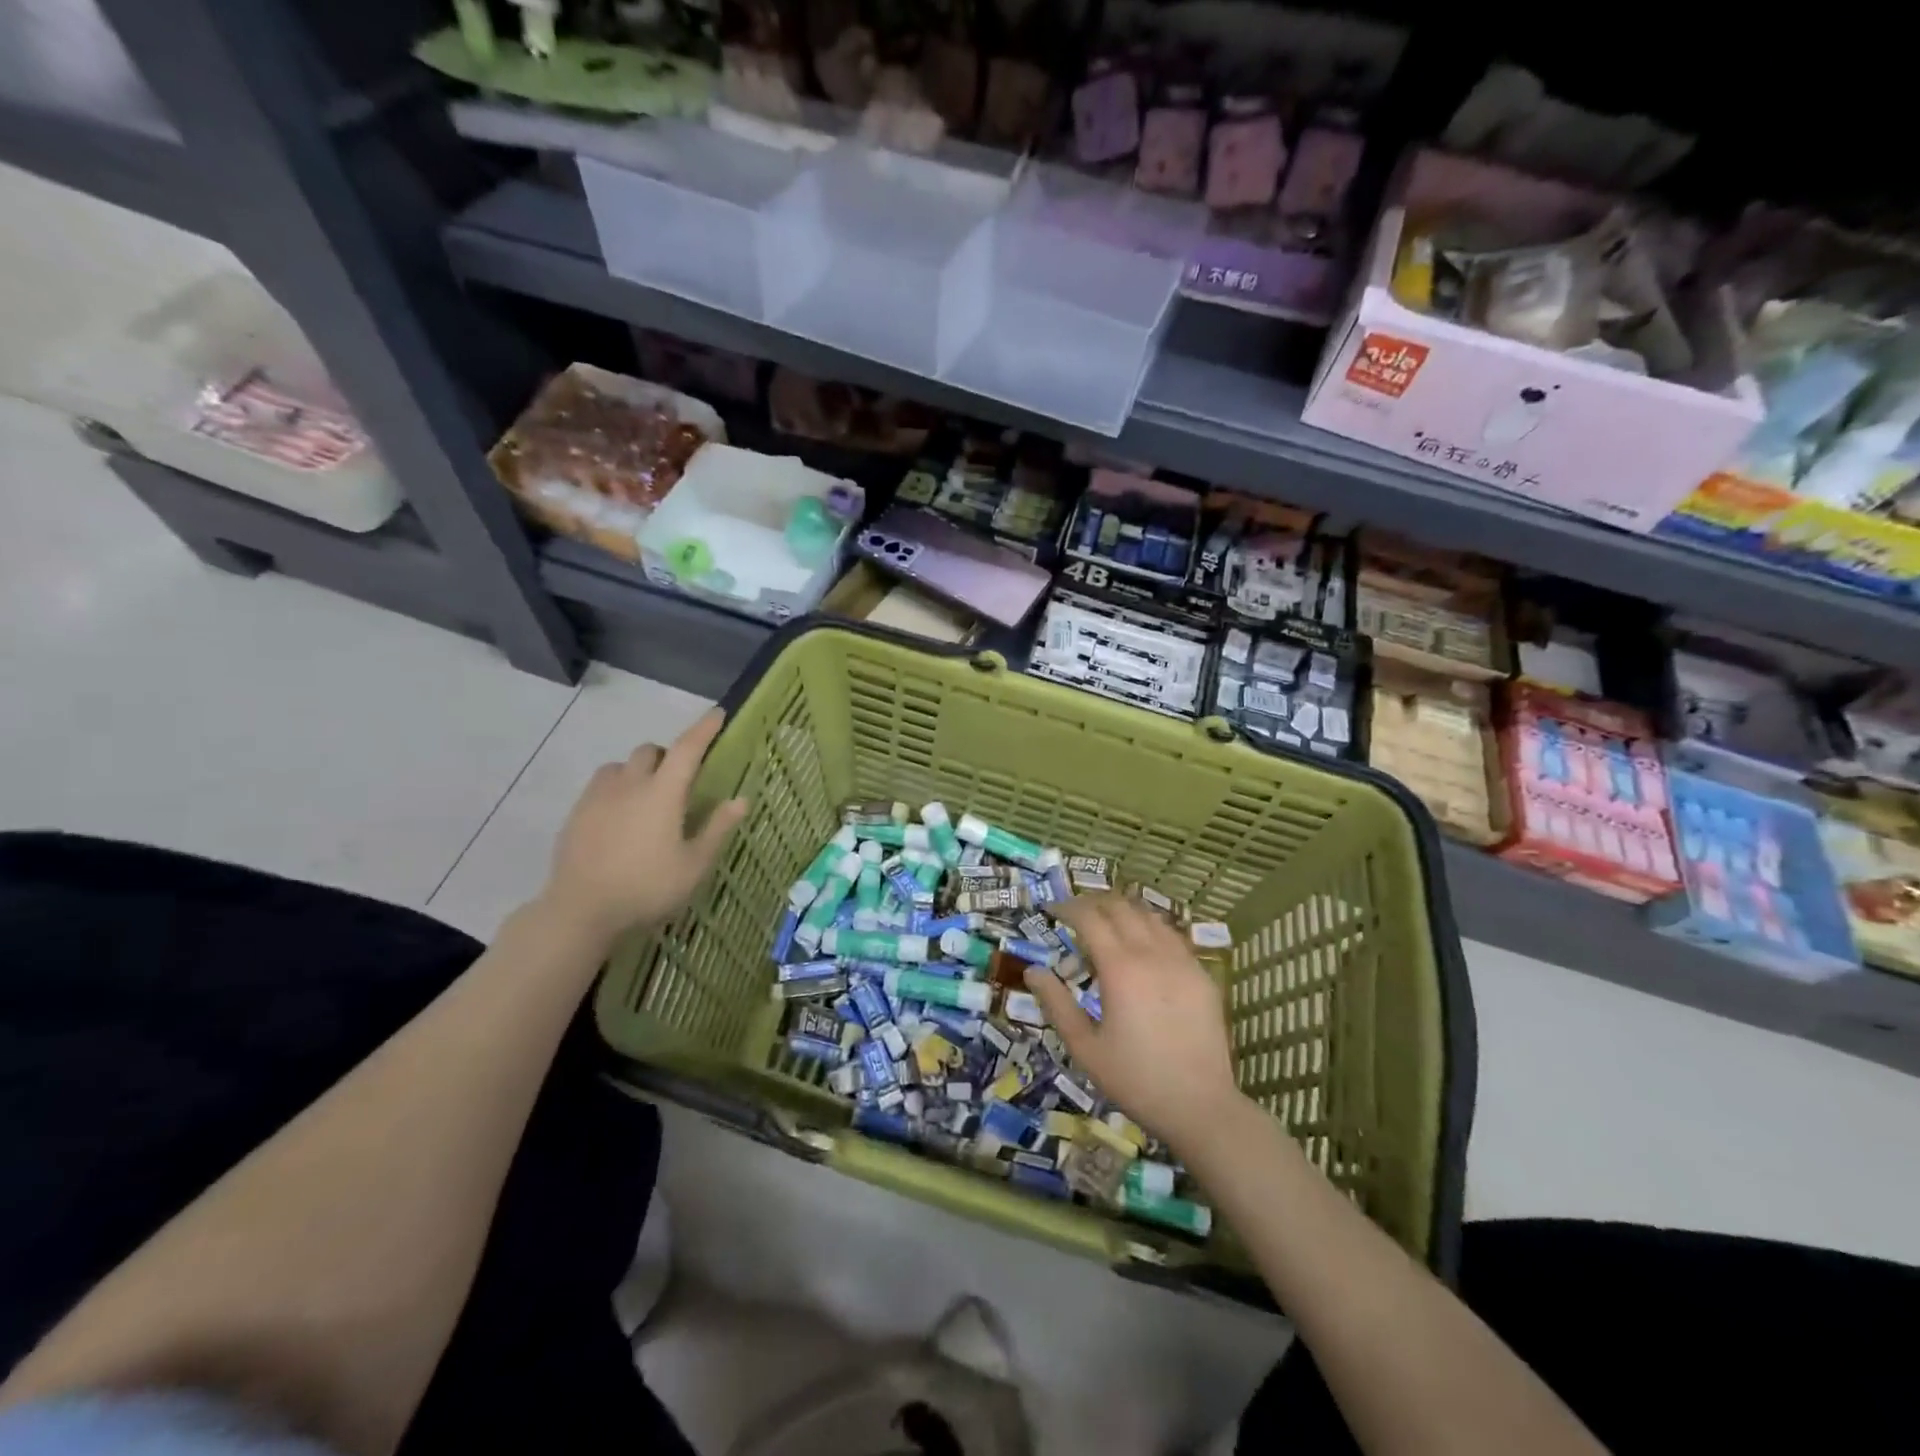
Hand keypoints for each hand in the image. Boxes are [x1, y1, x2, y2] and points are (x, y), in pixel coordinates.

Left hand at [539, 708, 747, 944]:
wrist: (580, 911)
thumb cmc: (647, 888)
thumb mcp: (694, 865)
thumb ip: (718, 829)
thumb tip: (741, 799)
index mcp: (663, 793)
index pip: (687, 749)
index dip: (704, 729)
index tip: (718, 713)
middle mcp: (630, 785)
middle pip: (650, 751)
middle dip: (667, 754)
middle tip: (680, 779)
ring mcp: (598, 797)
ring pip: (620, 766)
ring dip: (638, 770)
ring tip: (646, 796)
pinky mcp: (576, 813)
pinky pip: (600, 786)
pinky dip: (616, 788)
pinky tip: (620, 817)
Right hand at [1025, 894, 1242, 1152]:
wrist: (1200, 1106)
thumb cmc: (1135, 1079)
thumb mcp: (1084, 1048)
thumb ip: (1056, 1004)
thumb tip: (1033, 971)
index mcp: (1120, 968)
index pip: (1090, 918)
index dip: (1068, 907)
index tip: (1052, 910)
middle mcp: (1152, 954)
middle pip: (1120, 907)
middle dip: (1094, 902)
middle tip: (1075, 913)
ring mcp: (1182, 961)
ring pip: (1150, 915)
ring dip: (1123, 910)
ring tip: (1107, 922)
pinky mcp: (1202, 975)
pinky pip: (1173, 936)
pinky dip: (1150, 928)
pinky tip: (1143, 945)